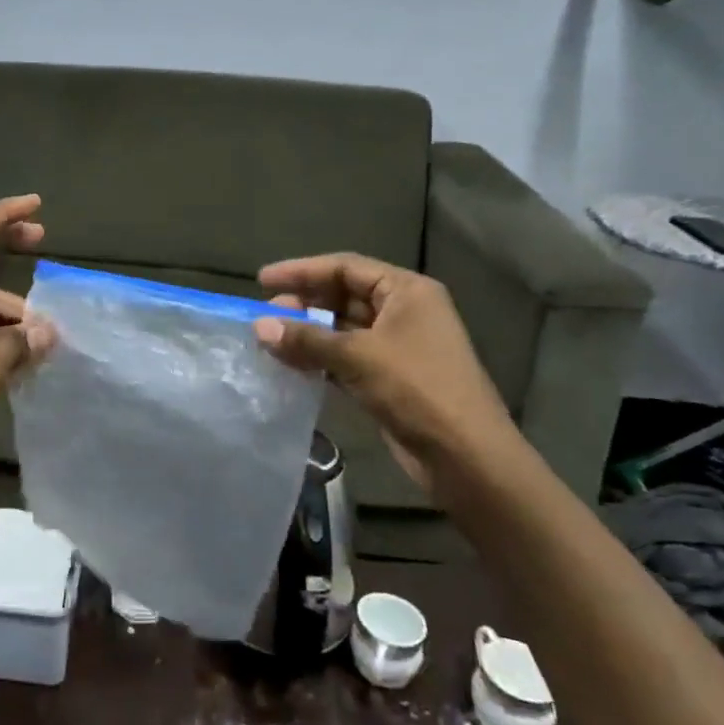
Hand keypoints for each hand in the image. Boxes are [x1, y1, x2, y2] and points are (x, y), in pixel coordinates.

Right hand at [252, 255, 515, 480]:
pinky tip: (292, 365)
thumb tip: (258, 326)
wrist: (466, 457)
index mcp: (406, 291)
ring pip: (342, 329)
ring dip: (308, 334)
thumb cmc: (417, 390)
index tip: (262, 280)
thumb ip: (306, 339)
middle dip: (304, 304)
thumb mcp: (358, 357)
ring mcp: (398, 346)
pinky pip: (346, 358)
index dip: (302, 271)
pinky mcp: (390, 378)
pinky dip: (320, 359)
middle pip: (343, 296)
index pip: (345, 267)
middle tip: (265, 316)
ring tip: (271, 341)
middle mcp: (404, 311)